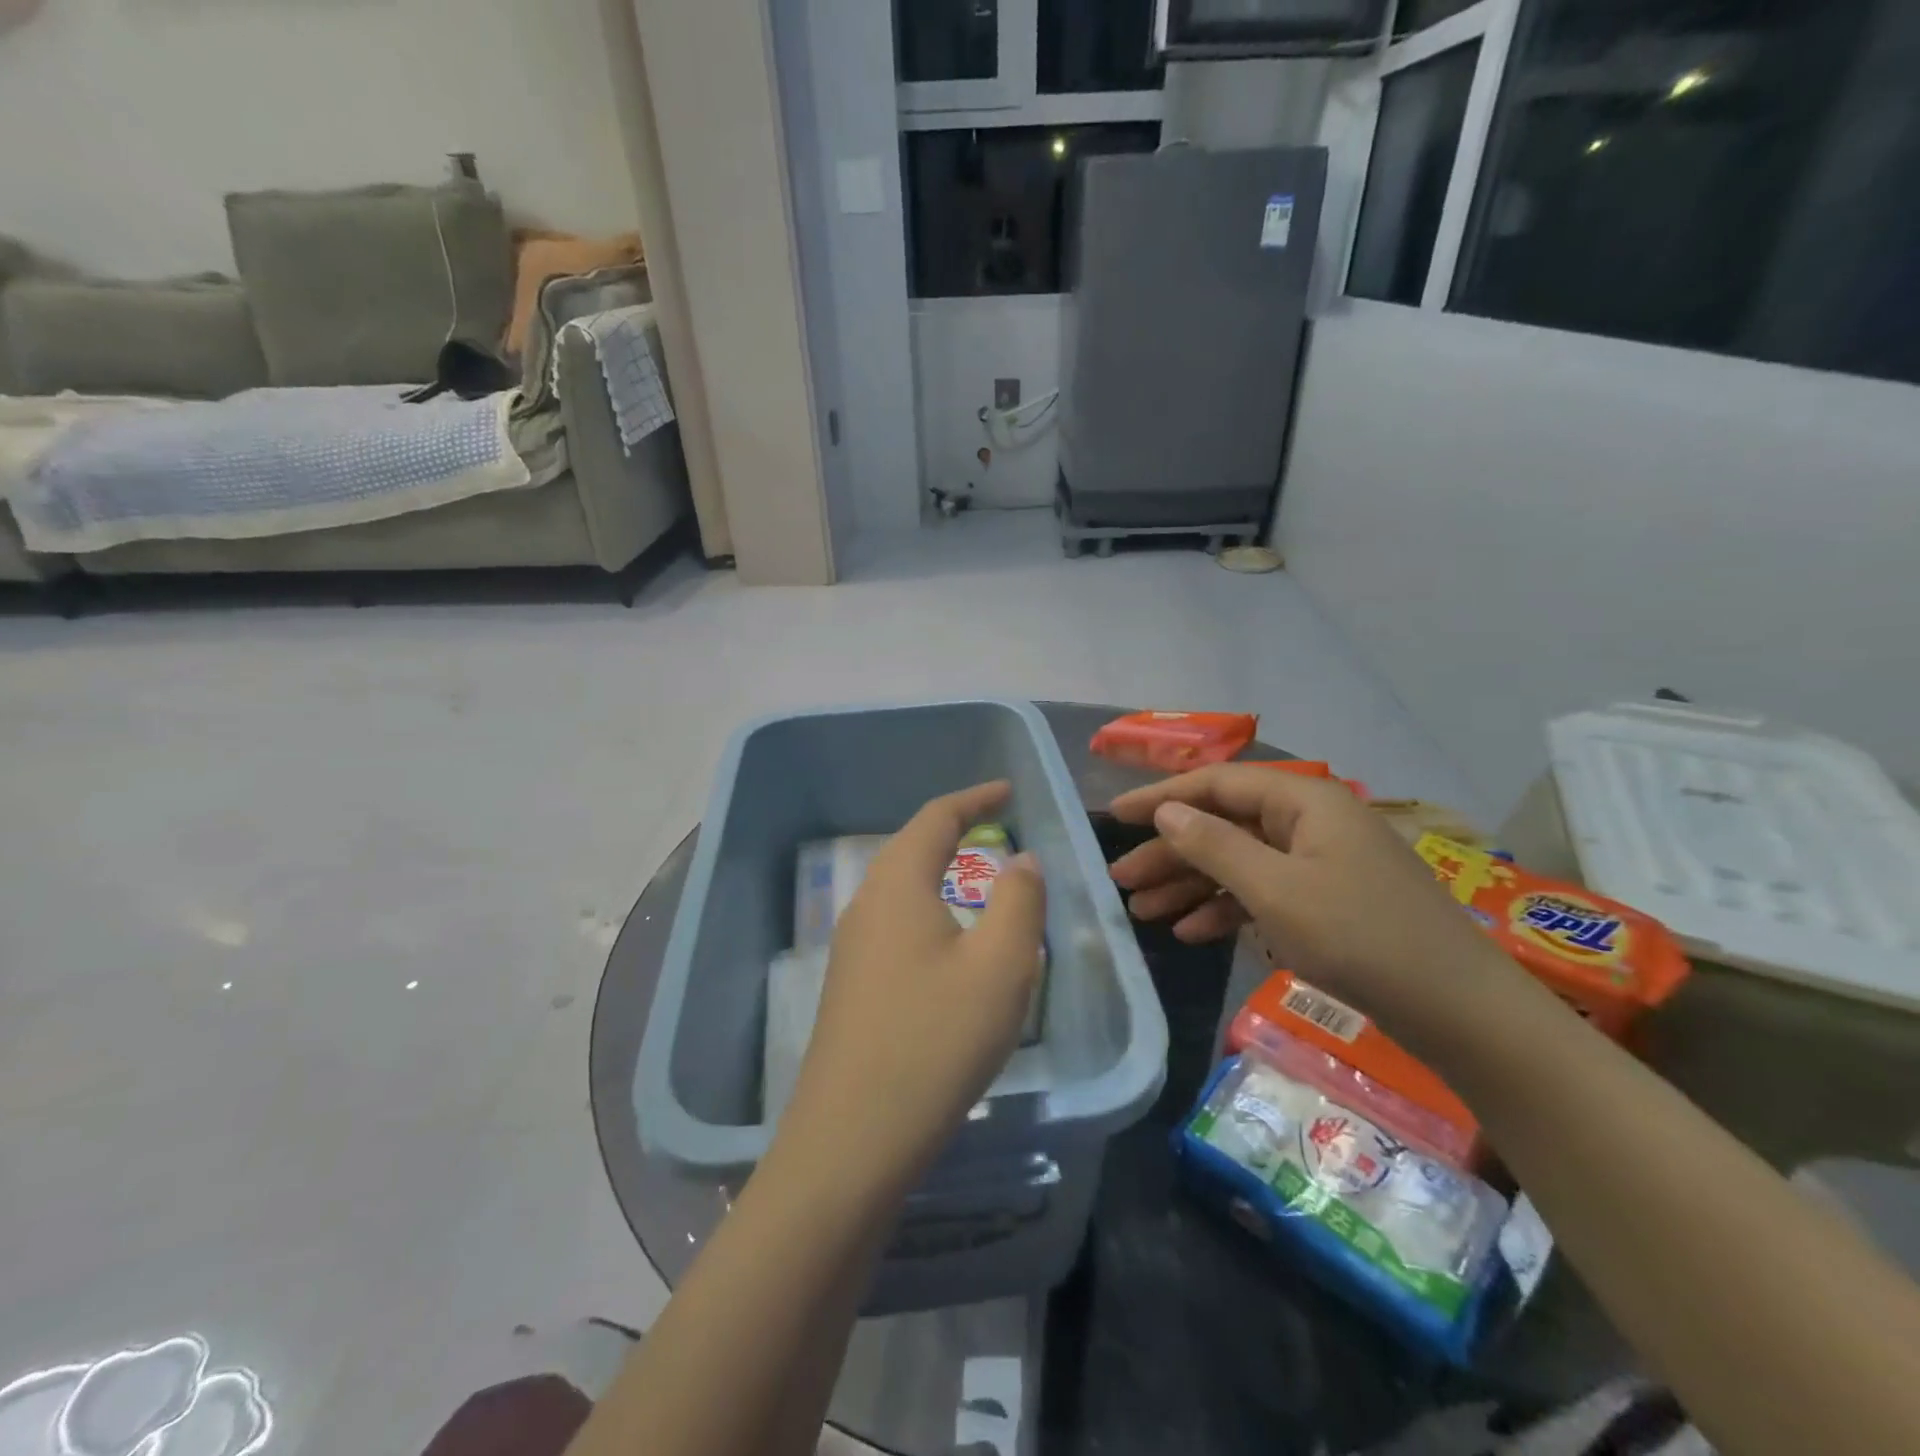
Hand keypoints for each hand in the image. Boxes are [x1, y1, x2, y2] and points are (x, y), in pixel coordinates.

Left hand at [783, 782, 1046, 1192]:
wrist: (852, 1139)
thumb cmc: (936, 1040)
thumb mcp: (1000, 966)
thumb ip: (1019, 901)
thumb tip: (1021, 861)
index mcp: (897, 885)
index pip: (936, 817)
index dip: (974, 798)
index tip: (1007, 791)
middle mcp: (865, 905)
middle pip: (911, 847)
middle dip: (955, 831)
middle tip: (997, 828)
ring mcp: (850, 948)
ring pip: (900, 889)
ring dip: (940, 872)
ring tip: (978, 881)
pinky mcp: (849, 987)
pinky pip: (894, 925)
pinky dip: (928, 911)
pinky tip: (947, 945)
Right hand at [1109, 765, 1524, 1048]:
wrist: (1459, 1010)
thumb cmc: (1360, 937)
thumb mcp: (1274, 890)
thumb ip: (1214, 846)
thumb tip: (1166, 812)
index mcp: (1301, 800)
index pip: (1215, 784)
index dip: (1160, 798)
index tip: (1114, 816)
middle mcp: (1308, 821)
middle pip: (1222, 825)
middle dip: (1169, 852)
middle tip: (1121, 880)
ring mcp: (1319, 862)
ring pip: (1238, 861)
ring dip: (1190, 884)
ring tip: (1142, 911)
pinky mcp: (1326, 900)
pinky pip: (1261, 892)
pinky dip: (1225, 909)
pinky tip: (1190, 932)